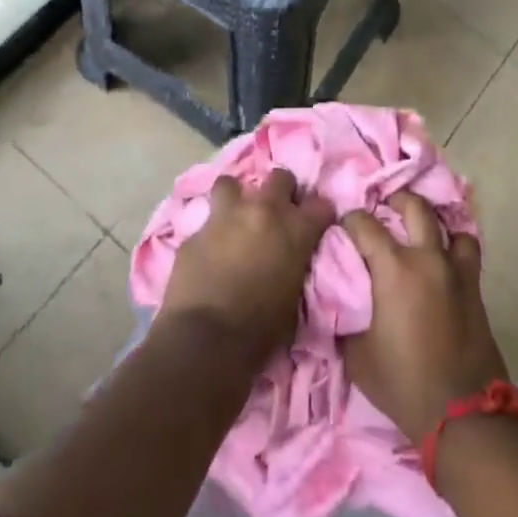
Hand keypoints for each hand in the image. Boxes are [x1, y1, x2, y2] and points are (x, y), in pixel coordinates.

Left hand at [159, 168, 334, 363]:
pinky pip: (205, 222)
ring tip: (234, 218)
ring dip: (236, 198)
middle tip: (275, 213)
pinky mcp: (195, 231)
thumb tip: (290, 258)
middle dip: (280, 190)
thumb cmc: (260, 330)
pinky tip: (208, 251)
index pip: (321, 205)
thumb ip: (295, 263)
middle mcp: (263, 211)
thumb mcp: (294, 296)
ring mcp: (226, 216)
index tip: (315, 224)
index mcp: (295, 229)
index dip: (318, 214)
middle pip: (280, 177)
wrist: (206, 340)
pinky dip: (210, 233)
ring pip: (231, 183)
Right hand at [341, 191, 510, 443]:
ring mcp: (455, 269)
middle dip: (394, 202)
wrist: (462, 413)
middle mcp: (426, 257)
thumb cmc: (402, 382)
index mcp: (393, 268)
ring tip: (418, 232)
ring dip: (431, 222)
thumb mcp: (356, 354)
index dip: (349, 222)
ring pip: (447, 223)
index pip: (364, 224)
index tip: (342, 231)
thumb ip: (344, 316)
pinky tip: (443, 258)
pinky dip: (454, 245)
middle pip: (413, 206)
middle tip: (383, 212)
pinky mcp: (475, 287)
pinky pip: (466, 249)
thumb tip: (336, 298)